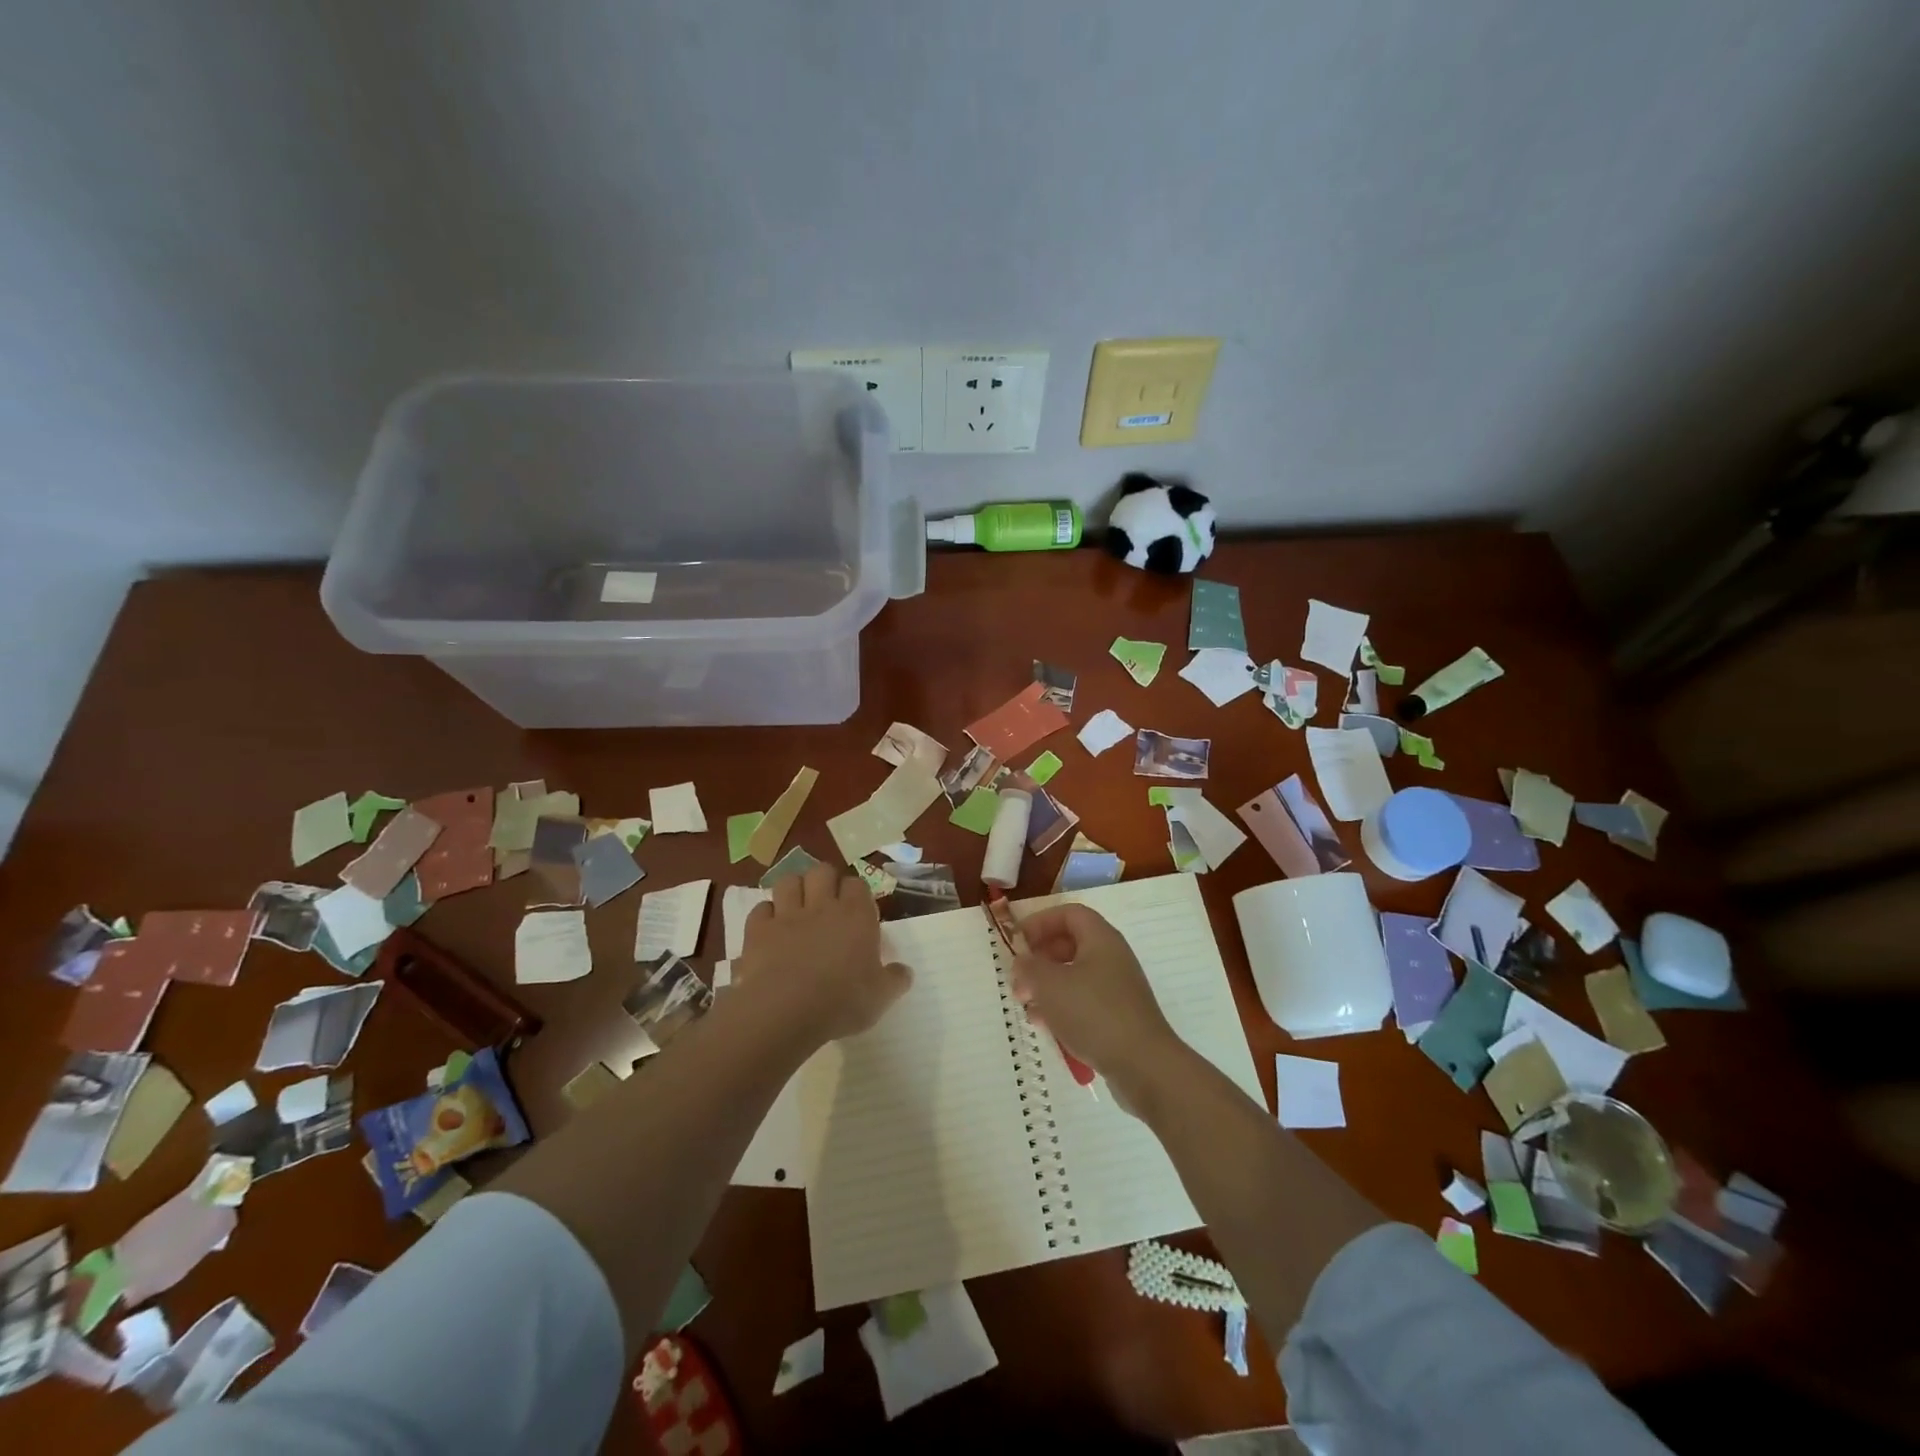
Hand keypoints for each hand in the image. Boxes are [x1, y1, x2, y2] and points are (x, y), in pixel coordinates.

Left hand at [736, 863, 911, 1046]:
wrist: (786, 1012)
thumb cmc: (842, 1002)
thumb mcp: (881, 997)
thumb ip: (895, 980)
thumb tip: (904, 972)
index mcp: (856, 915)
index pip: (857, 884)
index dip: (856, 893)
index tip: (857, 910)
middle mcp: (822, 906)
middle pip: (822, 871)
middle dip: (825, 881)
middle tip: (827, 903)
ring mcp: (787, 915)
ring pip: (789, 881)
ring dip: (794, 889)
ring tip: (797, 907)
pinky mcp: (758, 930)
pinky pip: (761, 908)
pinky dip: (766, 914)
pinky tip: (770, 929)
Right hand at [1012, 904, 1184, 1095]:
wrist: (1143, 1066)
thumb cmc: (1094, 1014)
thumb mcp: (1050, 985)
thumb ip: (1029, 967)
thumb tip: (1022, 960)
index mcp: (1101, 939)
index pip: (1069, 914)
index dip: (1040, 922)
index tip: (1017, 942)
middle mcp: (1112, 957)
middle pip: (1070, 944)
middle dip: (1039, 958)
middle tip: (1018, 978)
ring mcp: (1117, 988)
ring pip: (1074, 975)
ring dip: (1046, 985)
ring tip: (1026, 1004)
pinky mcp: (1117, 1016)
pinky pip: (1083, 1001)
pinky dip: (1061, 1007)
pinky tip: (1045, 1025)